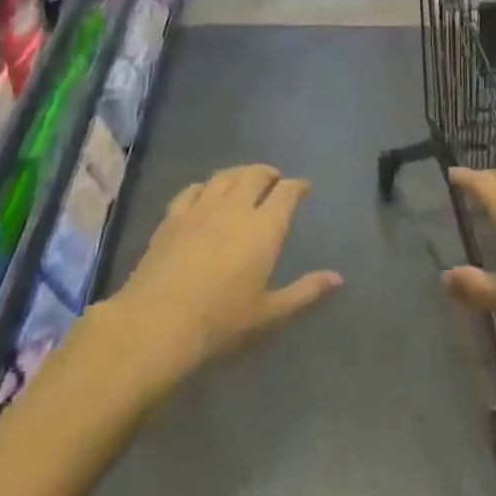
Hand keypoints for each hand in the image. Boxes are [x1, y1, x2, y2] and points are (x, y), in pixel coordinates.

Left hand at [106, 165, 341, 373]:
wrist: (158, 322)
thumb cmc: (221, 321)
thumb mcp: (269, 313)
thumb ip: (304, 291)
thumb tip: (338, 278)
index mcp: (264, 227)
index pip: (287, 192)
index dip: (297, 186)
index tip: (303, 188)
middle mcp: (235, 207)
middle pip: (255, 174)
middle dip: (269, 173)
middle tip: (274, 180)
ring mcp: (201, 208)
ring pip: (225, 176)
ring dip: (240, 174)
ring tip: (244, 180)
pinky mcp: (173, 216)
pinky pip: (193, 189)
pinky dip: (206, 186)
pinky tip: (205, 193)